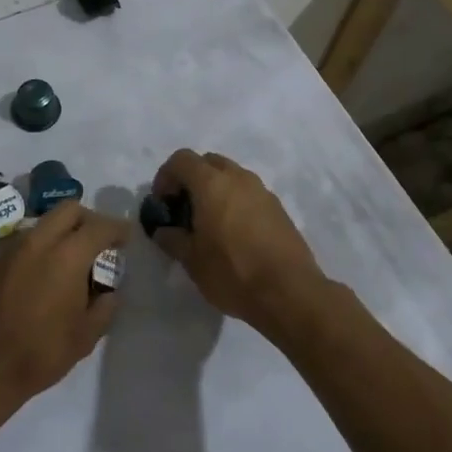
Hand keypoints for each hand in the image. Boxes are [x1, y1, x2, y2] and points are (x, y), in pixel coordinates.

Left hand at [0, 202, 124, 424]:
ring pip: (44, 223)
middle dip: (89, 219)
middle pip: (69, 210)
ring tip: (72, 261)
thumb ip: (105, 306)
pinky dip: (42, 246)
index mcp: (67, 256)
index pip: (99, 226)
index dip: (117, 228)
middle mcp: (39, 242)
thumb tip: (109, 289)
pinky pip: (25, 241)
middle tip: (99, 242)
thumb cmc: (39, 354)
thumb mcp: (85, 337)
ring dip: (63, 231)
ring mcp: (12, 249)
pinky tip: (44, 275)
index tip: (126, 237)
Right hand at [148, 149, 326, 340]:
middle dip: (191, 179)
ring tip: (209, 223)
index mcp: (212, 183)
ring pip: (231, 176)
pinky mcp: (278, 208)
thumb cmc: (233, 272)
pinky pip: (249, 194)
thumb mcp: (192, 260)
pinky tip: (234, 234)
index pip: (181, 160)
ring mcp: (262, 191)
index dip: (165, 177)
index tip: (162, 203)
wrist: (290, 292)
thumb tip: (163, 230)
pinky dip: (235, 202)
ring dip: (215, 190)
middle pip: (208, 162)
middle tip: (184, 209)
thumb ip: (172, 239)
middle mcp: (238, 178)